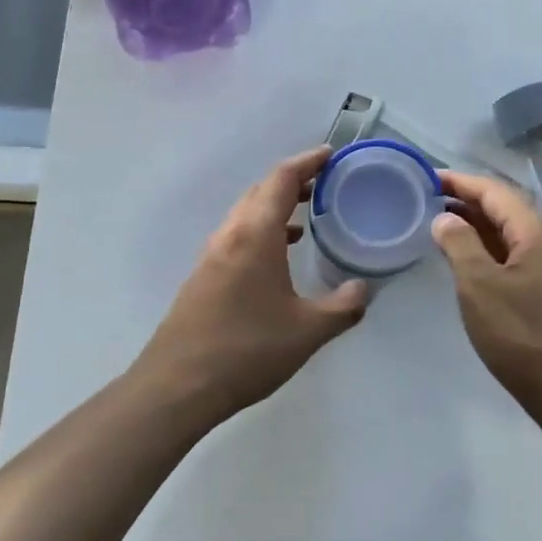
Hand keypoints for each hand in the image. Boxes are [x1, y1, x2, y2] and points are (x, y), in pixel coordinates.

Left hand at [133, 147, 368, 419]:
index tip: (330, 154)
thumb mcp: (308, 332)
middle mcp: (229, 235)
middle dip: (292, 181)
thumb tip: (363, 289)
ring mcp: (211, 256)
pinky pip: (236, 237)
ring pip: (245, 214)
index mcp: (255, 235)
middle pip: (260, 191)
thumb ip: (343, 307)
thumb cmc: (247, 350)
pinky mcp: (203, 277)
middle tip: (324, 183)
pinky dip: (261, 231)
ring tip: (307, 216)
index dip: (307, 162)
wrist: (177, 386)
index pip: (282, 180)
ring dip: (275, 207)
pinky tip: (278, 257)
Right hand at [431, 171, 541, 413]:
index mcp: (536, 232)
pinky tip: (467, 262)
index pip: (493, 190)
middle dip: (466, 200)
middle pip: (504, 208)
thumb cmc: (522, 335)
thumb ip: (459, 244)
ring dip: (476, 226)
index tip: (425, 177)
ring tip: (439, 226)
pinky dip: (488, 250)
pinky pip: (516, 256)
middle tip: (426, 200)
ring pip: (510, 234)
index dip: (458, 181)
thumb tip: (445, 218)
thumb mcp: (480, 287)